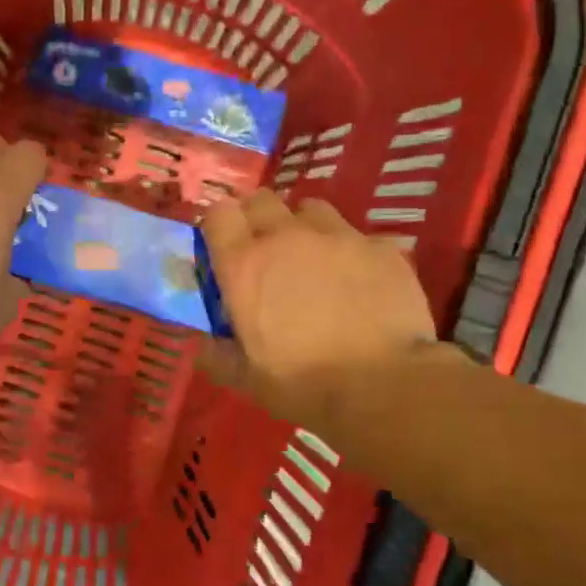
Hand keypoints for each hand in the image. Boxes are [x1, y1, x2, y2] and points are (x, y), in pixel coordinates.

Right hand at [198, 191, 440, 431]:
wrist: (384, 385)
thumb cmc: (303, 384)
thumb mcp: (246, 379)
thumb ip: (217, 355)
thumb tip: (202, 345)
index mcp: (244, 265)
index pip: (218, 214)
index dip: (219, 226)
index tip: (223, 246)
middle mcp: (286, 237)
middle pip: (261, 199)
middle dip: (258, 217)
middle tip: (265, 250)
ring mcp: (337, 236)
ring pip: (311, 209)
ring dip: (304, 227)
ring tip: (314, 257)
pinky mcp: (381, 246)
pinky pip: (359, 236)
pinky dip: (352, 252)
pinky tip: (361, 280)